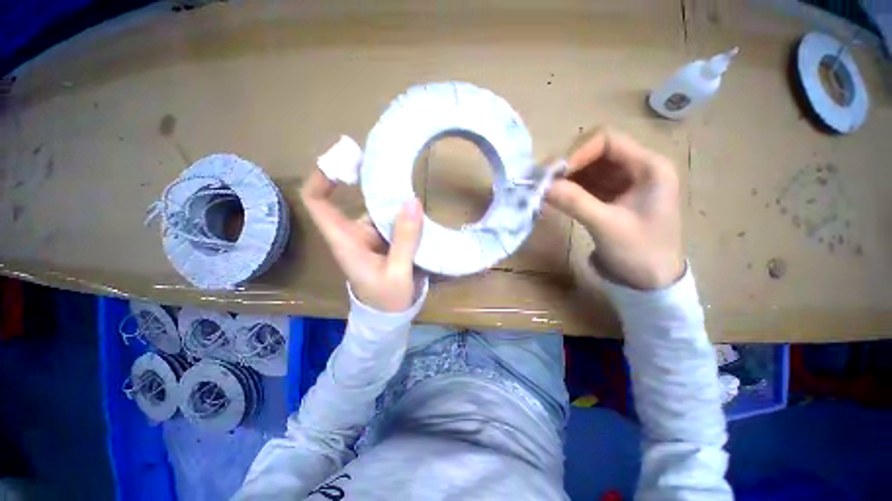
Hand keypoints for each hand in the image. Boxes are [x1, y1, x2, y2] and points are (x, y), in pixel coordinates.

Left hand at [300, 170, 423, 311]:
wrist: (389, 316)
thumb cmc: (386, 300)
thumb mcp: (397, 273)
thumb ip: (404, 240)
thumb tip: (413, 202)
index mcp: (345, 241)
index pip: (317, 203)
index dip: (322, 177)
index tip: (344, 159)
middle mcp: (352, 234)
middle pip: (349, 200)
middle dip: (366, 180)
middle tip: (391, 163)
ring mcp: (368, 237)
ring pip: (374, 209)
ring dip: (390, 197)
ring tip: (411, 182)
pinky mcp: (382, 242)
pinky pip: (388, 219)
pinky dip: (400, 211)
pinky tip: (417, 206)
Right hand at [547, 129, 683, 289]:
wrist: (650, 282)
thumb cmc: (640, 253)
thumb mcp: (607, 226)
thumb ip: (575, 202)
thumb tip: (542, 186)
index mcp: (649, 167)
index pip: (607, 141)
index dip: (577, 152)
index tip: (553, 173)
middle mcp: (636, 168)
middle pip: (594, 152)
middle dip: (566, 165)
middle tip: (541, 181)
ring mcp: (622, 182)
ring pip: (586, 168)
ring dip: (564, 177)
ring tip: (542, 190)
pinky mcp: (610, 196)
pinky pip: (585, 184)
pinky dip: (567, 188)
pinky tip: (552, 196)